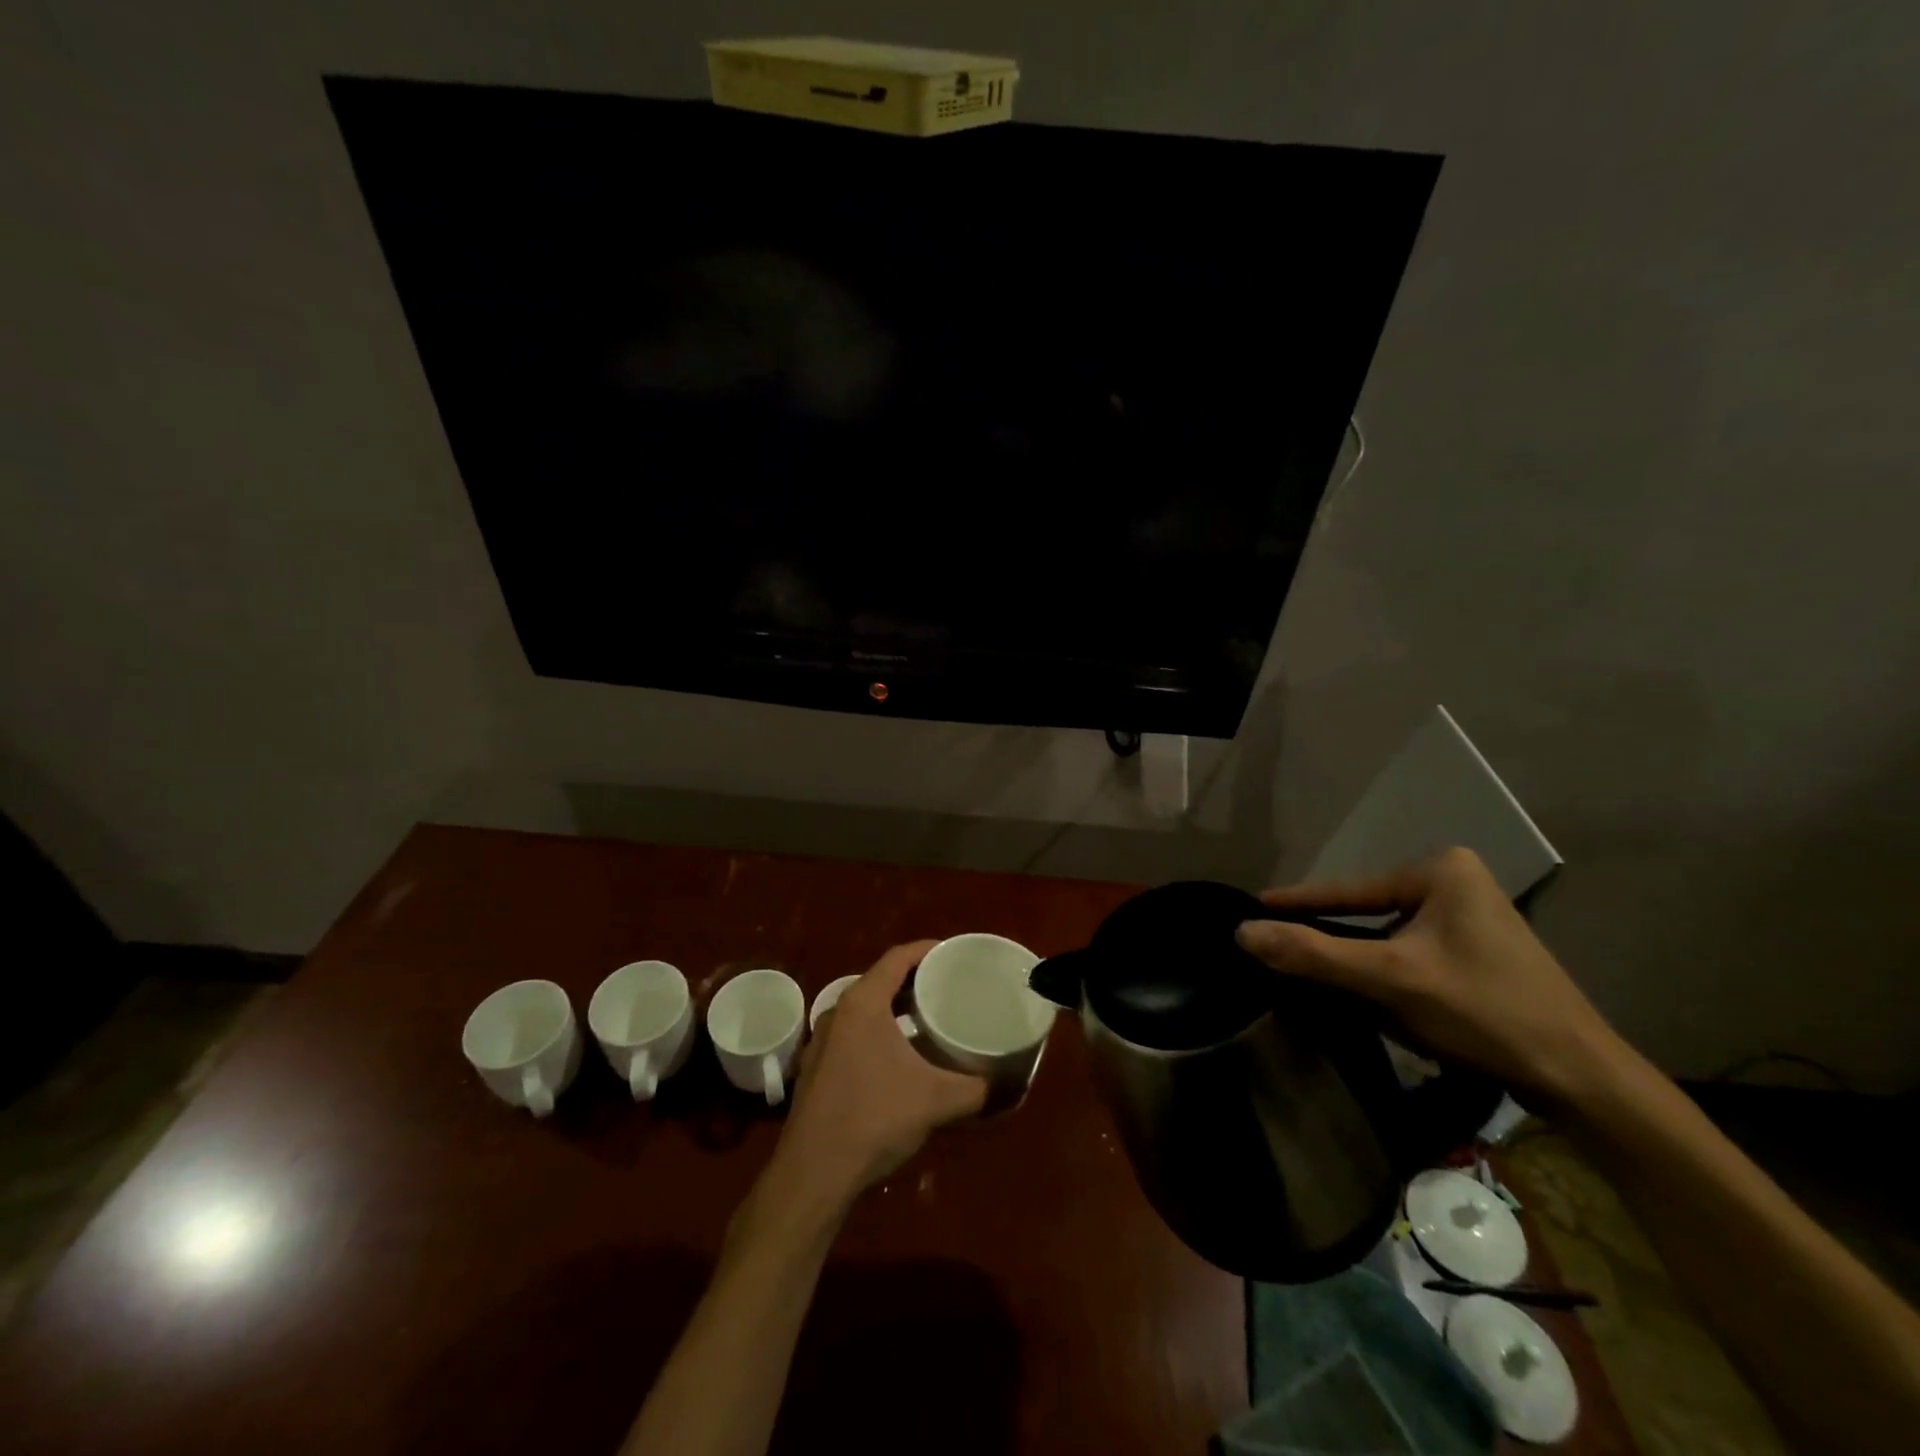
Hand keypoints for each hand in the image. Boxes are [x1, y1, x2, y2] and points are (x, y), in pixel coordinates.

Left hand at [774, 941, 987, 1203]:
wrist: (814, 1173)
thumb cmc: (875, 1118)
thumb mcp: (936, 1100)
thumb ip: (976, 1089)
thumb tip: (1005, 1084)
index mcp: (863, 1003)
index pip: (898, 957)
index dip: (928, 950)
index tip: (955, 953)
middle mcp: (838, 1012)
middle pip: (881, 980)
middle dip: (915, 980)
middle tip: (949, 986)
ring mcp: (822, 1041)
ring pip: (866, 1010)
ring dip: (896, 1009)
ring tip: (929, 1018)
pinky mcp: (816, 1068)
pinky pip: (854, 1034)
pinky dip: (880, 1033)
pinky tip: (900, 1058)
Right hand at [1235, 848, 1625, 1106]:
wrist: (1583, 1080)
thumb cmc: (1484, 1013)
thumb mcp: (1389, 980)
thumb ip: (1312, 954)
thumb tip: (1242, 932)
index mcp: (1439, 870)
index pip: (1346, 890)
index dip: (1295, 903)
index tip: (1250, 908)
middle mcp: (1456, 881)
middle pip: (1367, 913)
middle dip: (1330, 939)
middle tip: (1277, 950)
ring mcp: (1471, 916)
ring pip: (1388, 936)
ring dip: (1357, 961)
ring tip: (1312, 975)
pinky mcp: (1479, 950)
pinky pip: (1411, 952)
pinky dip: (1386, 973)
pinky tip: (1368, 996)